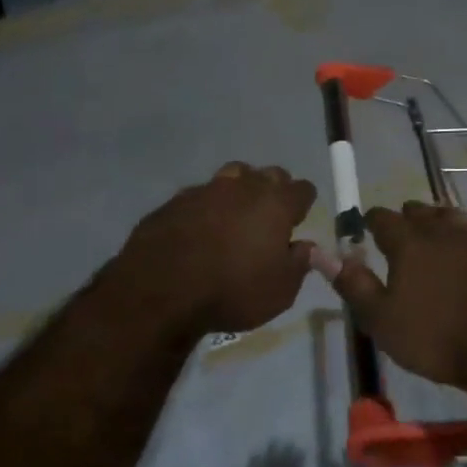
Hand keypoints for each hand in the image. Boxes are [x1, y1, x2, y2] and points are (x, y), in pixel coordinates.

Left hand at [111, 163, 317, 336]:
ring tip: (236, 215)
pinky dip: (206, 206)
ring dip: (240, 189)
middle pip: (269, 174)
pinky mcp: (175, 200)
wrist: (161, 289)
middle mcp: (243, 186)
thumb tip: (306, 247)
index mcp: (275, 204)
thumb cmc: (232, 290)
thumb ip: (298, 264)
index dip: (303, 203)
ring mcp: (206, 189)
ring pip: (233, 175)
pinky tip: (200, 228)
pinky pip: (200, 195)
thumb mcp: (279, 291)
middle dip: (274, 190)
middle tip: (269, 216)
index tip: (298, 219)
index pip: (302, 189)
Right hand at [319, 202, 466, 396]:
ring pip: (457, 219)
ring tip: (438, 228)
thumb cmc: (435, 338)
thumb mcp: (381, 319)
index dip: (372, 220)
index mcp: (408, 244)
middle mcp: (443, 234)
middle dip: (408, 216)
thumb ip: (353, 284)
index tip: (365, 227)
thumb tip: (324, 254)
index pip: (383, 218)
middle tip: (401, 228)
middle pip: (421, 212)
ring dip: (444, 220)